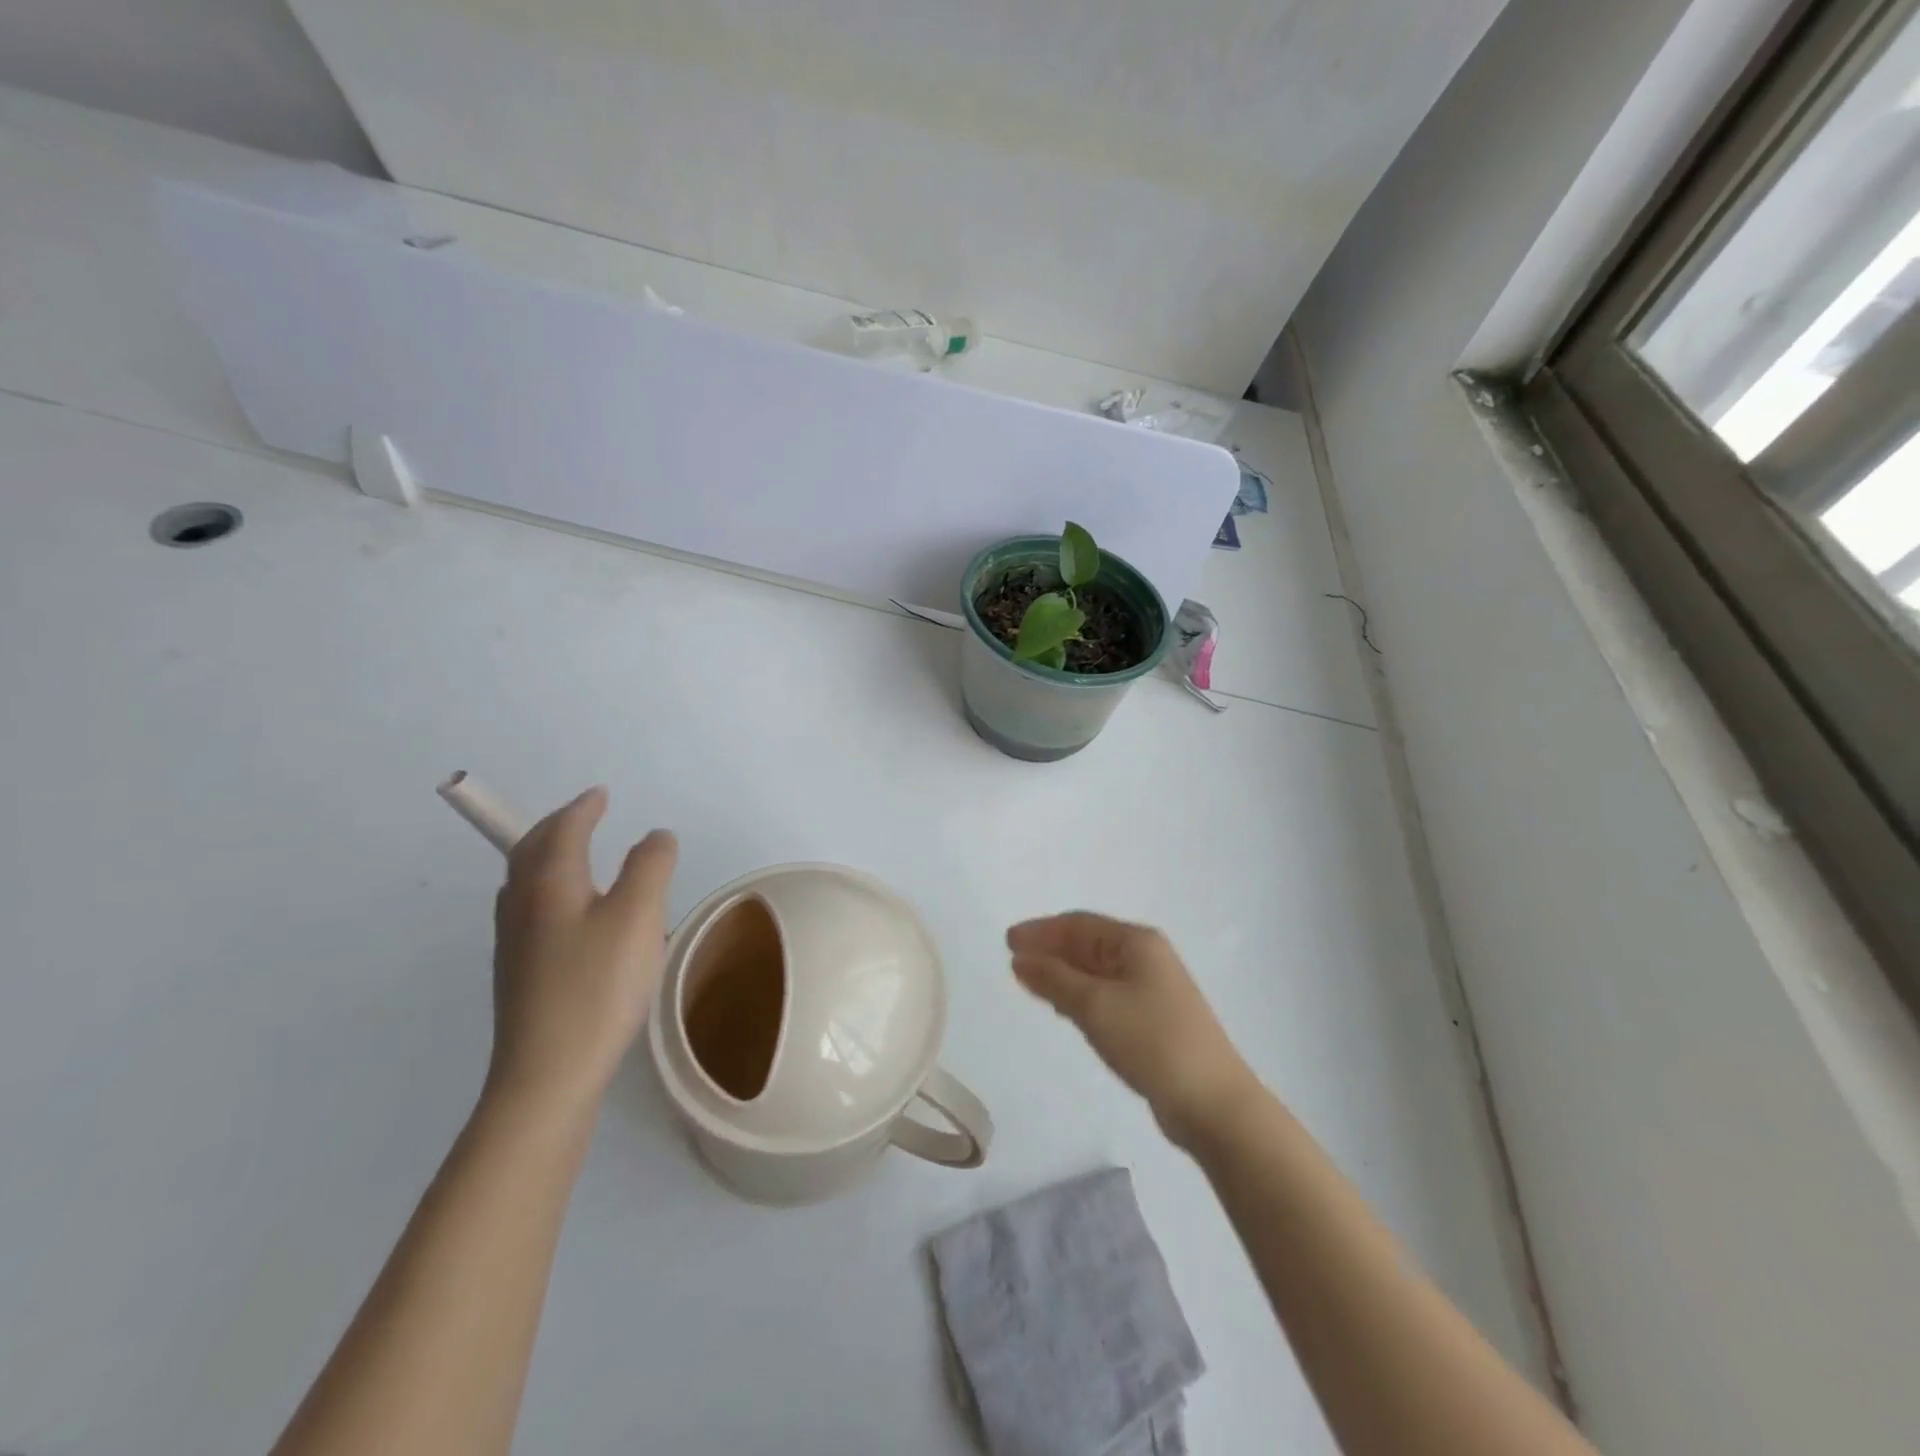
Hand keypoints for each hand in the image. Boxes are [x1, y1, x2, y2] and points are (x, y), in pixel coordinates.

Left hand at [487, 787, 678, 1117]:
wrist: (547, 1075)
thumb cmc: (597, 986)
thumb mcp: (638, 916)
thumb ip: (650, 866)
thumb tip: (655, 835)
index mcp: (550, 884)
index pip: (562, 830)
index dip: (583, 808)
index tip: (602, 794)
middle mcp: (523, 906)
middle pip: (530, 851)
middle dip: (557, 826)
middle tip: (584, 815)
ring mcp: (515, 944)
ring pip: (525, 882)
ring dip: (547, 856)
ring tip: (574, 855)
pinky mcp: (519, 975)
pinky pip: (529, 910)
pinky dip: (548, 889)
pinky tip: (567, 915)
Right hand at [1009, 913, 1259, 1148]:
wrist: (1212, 1103)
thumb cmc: (1151, 1041)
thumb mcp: (1095, 1006)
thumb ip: (1054, 979)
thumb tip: (1020, 958)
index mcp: (1137, 942)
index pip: (1079, 924)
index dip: (1041, 930)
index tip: (1007, 941)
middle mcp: (1147, 957)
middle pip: (1089, 944)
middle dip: (1050, 950)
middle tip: (1013, 961)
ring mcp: (1153, 990)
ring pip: (1096, 972)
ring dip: (1063, 973)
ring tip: (1030, 982)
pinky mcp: (1154, 1020)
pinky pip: (1107, 995)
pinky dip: (1080, 996)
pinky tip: (1063, 1008)